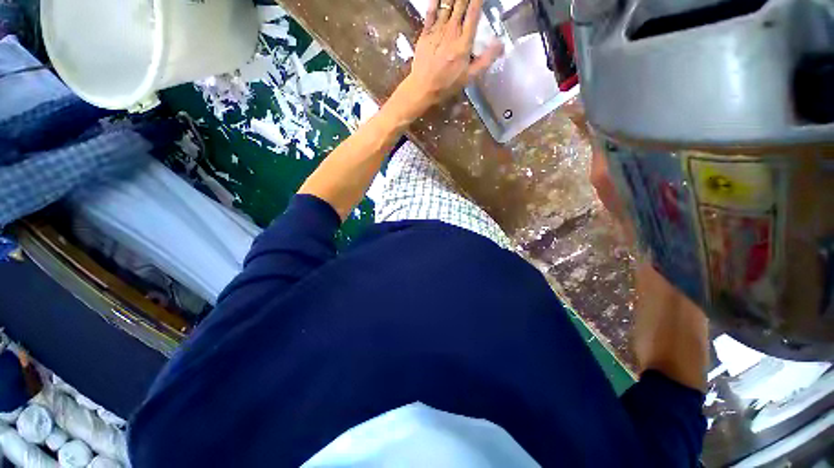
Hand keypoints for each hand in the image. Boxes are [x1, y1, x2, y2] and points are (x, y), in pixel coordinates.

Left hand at [391, 0, 502, 120]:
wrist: (423, 88)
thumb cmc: (447, 85)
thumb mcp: (470, 77)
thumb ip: (486, 60)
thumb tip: (501, 44)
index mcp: (464, 41)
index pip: (474, 13)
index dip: (478, 0)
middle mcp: (451, 31)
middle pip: (461, 4)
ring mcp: (437, 30)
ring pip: (447, 4)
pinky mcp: (425, 33)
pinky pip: (431, 11)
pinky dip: (435, 1)